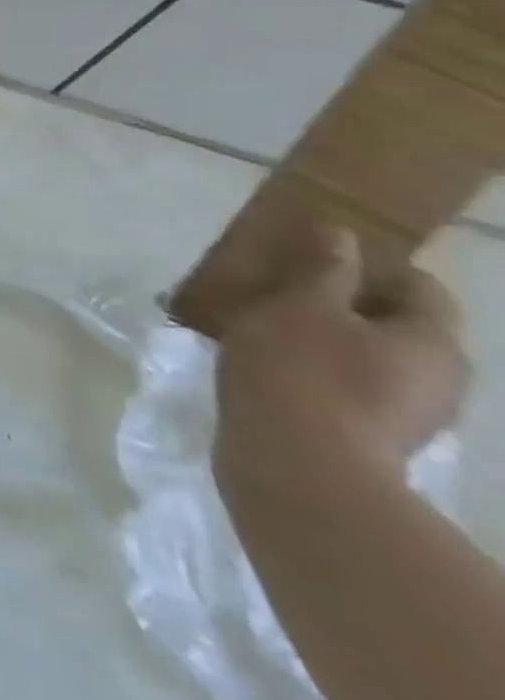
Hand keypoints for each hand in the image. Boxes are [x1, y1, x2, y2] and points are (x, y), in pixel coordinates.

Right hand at [213, 223, 468, 487]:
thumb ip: (324, 268)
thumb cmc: (300, 370)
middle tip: (279, 290)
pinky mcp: (370, 438)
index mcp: (432, 340)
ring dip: (323, 338)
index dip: (368, 264)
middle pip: (394, 324)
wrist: (295, 467)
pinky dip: (312, 370)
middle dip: (341, 304)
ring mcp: (408, 415)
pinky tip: (267, 367)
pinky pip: (346, 387)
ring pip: (368, 357)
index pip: (418, 286)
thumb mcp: (301, 305)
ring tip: (262, 327)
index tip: (311, 256)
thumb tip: (340, 232)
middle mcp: (438, 378)